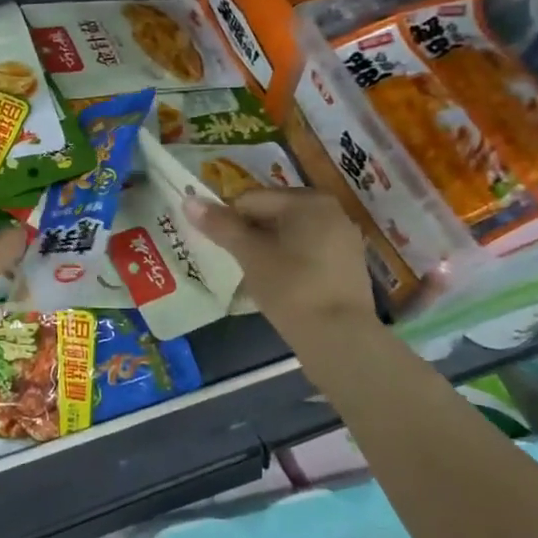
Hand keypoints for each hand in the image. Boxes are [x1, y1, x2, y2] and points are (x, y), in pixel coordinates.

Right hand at [184, 188, 381, 341]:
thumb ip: (220, 226)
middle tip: (240, 265)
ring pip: (290, 235)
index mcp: (307, 200)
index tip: (223, 250)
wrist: (339, 337)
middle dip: (251, 236)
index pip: (251, 200)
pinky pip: (308, 252)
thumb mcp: (250, 255)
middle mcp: (330, 210)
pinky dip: (290, 263)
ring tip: (259, 278)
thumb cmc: (290, 287)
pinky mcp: (349, 264)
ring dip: (269, 250)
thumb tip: (188, 200)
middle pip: (273, 214)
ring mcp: (344, 238)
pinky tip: (283, 286)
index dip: (229, 223)